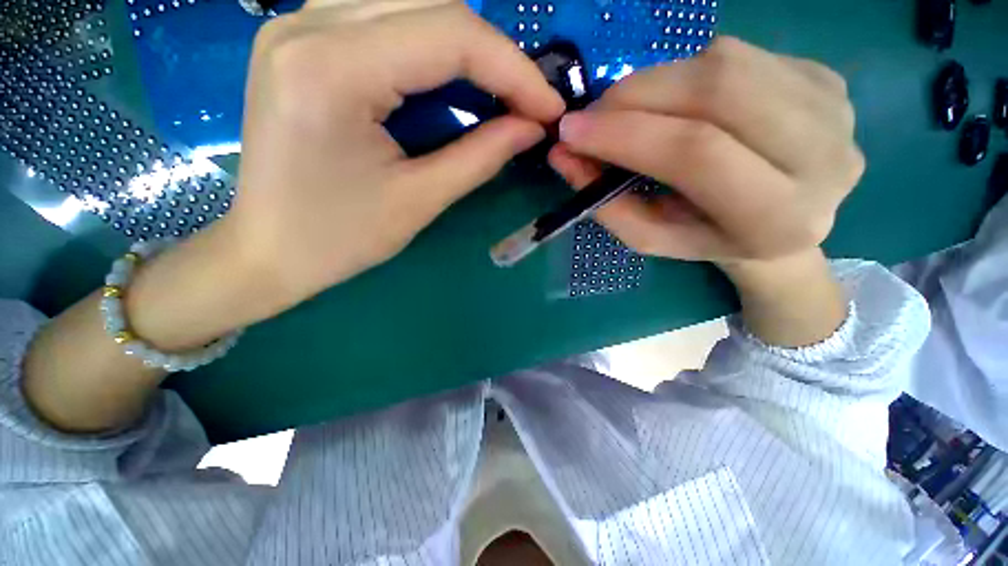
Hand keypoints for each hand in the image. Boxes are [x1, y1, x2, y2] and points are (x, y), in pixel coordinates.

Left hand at [227, 0, 564, 311]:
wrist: (267, 250)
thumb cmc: (340, 239)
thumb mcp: (420, 201)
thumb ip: (481, 157)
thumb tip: (532, 127)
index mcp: (332, 70)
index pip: (451, 35)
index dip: (514, 70)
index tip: (549, 108)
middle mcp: (307, 24)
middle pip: (433, 4)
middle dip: (494, 56)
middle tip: (524, 104)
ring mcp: (297, 23)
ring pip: (409, 1)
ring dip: (464, 46)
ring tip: (493, 95)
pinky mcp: (300, 38)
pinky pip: (383, 16)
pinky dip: (429, 43)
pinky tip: (446, 80)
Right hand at [549, 37, 863, 267]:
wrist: (779, 224)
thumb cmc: (705, 239)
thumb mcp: (649, 236)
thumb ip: (605, 202)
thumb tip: (562, 155)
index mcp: (777, 218)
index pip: (697, 154)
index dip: (625, 134)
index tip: (571, 131)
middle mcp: (825, 158)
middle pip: (717, 92)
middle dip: (636, 95)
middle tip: (593, 114)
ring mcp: (835, 110)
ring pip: (728, 62)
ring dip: (658, 80)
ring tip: (630, 111)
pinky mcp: (828, 79)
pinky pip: (741, 54)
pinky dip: (689, 72)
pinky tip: (677, 101)